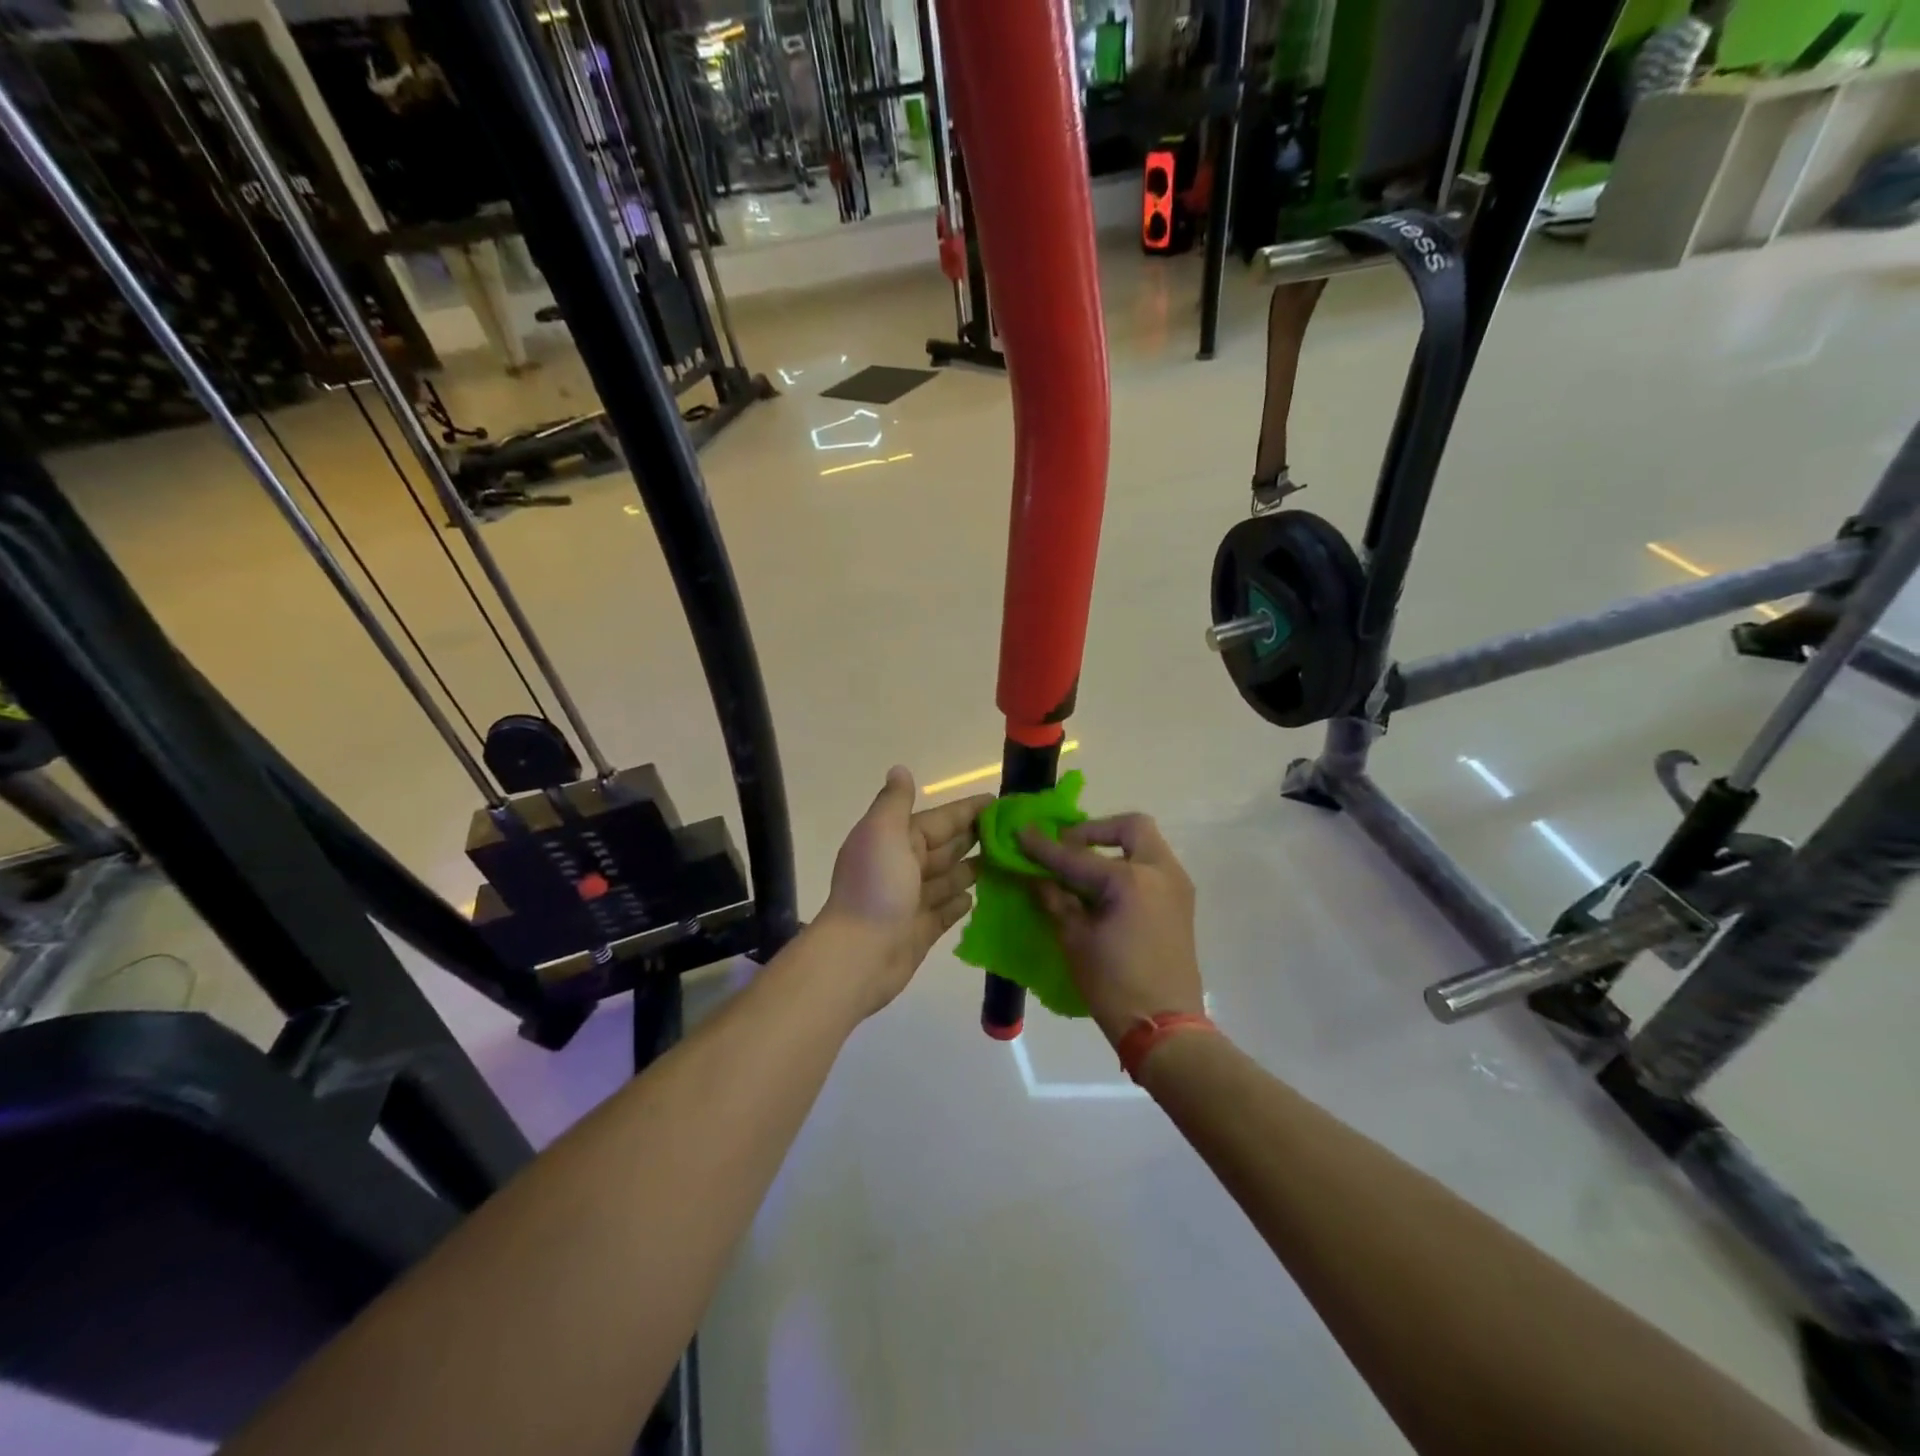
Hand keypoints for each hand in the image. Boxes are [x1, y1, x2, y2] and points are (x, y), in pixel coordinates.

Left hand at [819, 767, 990, 1016]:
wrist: (859, 954)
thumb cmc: (876, 887)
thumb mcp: (883, 832)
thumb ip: (895, 801)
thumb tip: (900, 769)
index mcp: (896, 840)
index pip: (939, 820)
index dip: (967, 810)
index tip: (1000, 802)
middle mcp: (904, 867)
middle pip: (946, 847)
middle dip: (975, 837)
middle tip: (1014, 833)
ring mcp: (913, 900)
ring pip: (949, 878)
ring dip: (974, 868)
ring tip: (1009, 862)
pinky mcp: (921, 930)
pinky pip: (946, 911)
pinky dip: (961, 902)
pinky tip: (980, 896)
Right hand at [1019, 814, 1203, 1045]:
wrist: (1166, 1029)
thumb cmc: (1114, 985)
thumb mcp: (1075, 940)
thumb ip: (1055, 899)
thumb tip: (1035, 876)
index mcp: (1131, 880)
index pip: (1077, 856)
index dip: (1044, 847)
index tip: (1020, 834)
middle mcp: (1160, 872)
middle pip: (1131, 827)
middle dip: (1095, 830)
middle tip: (1067, 847)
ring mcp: (1176, 886)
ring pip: (1146, 845)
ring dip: (1114, 847)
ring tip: (1081, 869)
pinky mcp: (1181, 904)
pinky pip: (1152, 867)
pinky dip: (1128, 866)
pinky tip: (1102, 889)